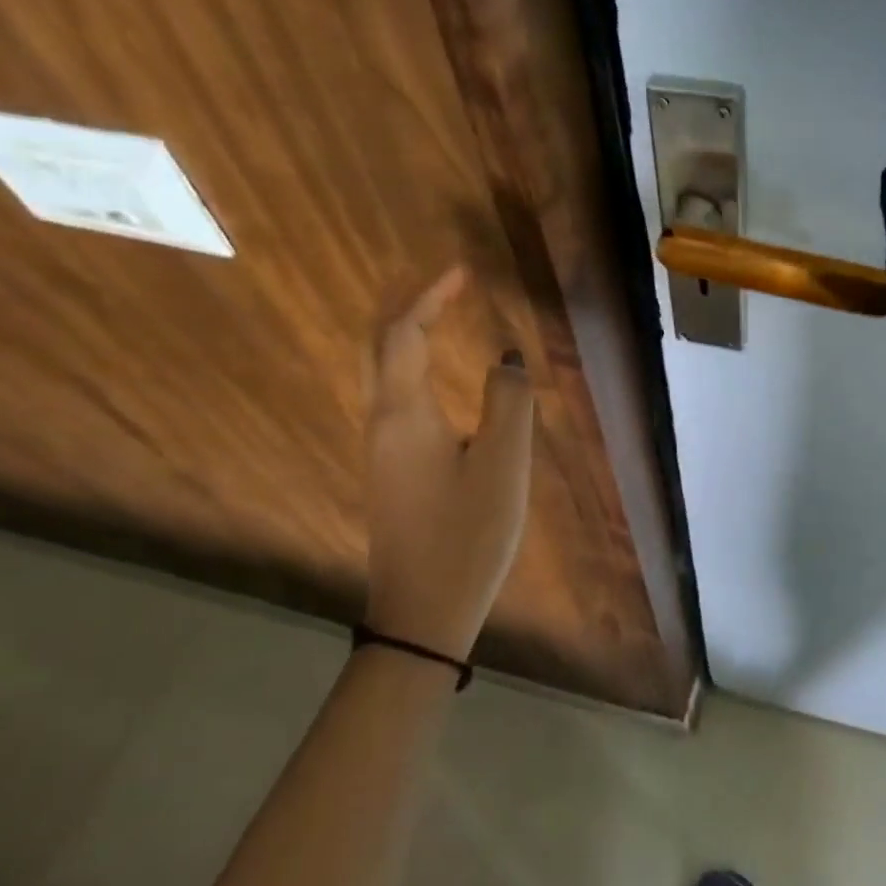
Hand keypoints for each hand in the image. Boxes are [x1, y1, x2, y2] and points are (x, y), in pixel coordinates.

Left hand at [363, 269, 533, 657]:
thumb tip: (506, 357)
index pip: (405, 335)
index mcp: (404, 415)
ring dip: (406, 336)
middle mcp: (381, 424)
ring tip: (441, 316)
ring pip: (381, 374)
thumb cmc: (468, 534)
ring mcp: (381, 450)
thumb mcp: (504, 464)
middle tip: (444, 288)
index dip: (430, 297)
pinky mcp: (391, 471)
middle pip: (377, 348)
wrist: (423, 613)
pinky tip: (437, 375)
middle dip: (406, 309)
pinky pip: (393, 398)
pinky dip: (411, 367)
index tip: (461, 271)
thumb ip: (508, 401)